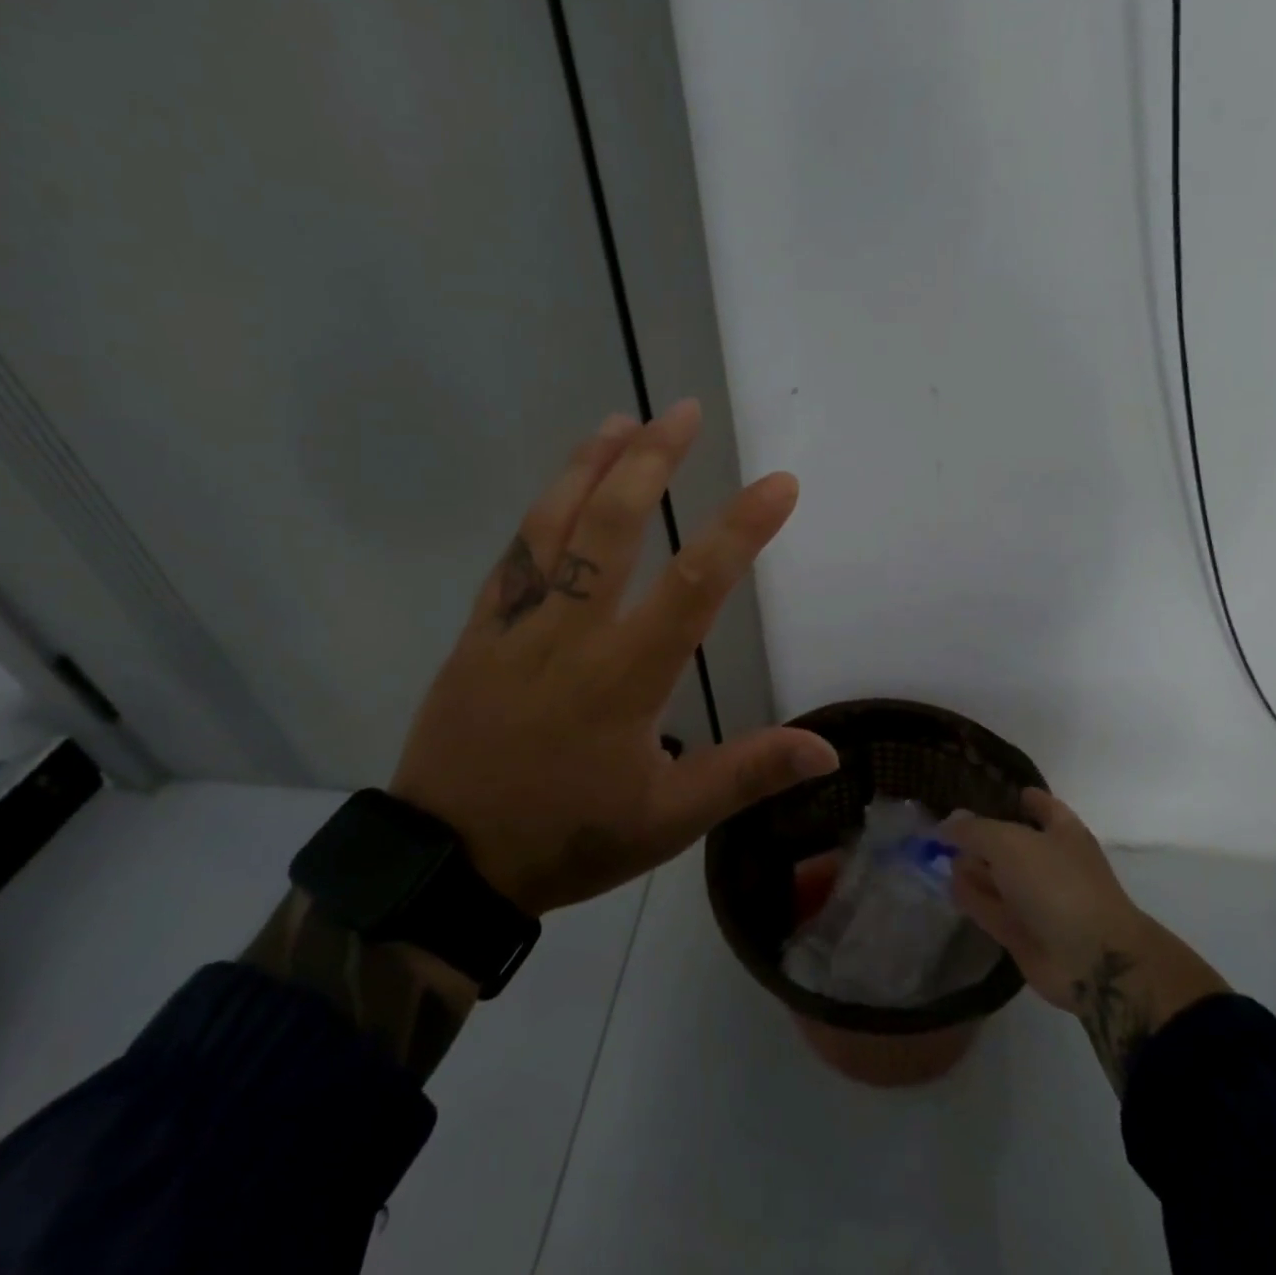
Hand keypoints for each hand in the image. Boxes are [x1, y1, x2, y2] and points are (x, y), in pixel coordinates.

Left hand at [391, 399, 839, 914]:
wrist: (448, 863)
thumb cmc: (567, 838)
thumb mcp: (667, 821)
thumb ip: (746, 774)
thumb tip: (827, 750)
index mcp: (625, 675)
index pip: (695, 585)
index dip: (741, 528)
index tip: (779, 485)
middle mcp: (571, 632)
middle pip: (613, 526)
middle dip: (652, 461)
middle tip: (684, 412)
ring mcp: (516, 625)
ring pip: (552, 525)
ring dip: (589, 466)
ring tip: (620, 420)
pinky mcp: (477, 632)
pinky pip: (511, 557)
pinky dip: (539, 512)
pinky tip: (557, 488)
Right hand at [944, 789, 1228, 1094]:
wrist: (1091, 961)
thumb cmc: (1056, 883)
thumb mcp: (1008, 842)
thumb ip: (973, 829)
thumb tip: (947, 823)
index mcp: (1061, 831)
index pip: (1039, 804)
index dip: (1016, 796)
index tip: (985, 791)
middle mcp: (1049, 862)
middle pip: (1010, 842)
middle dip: (980, 836)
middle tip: (944, 829)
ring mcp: (1036, 899)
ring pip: (997, 877)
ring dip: (971, 868)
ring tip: (938, 858)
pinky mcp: (1022, 932)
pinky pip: (990, 908)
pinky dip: (971, 898)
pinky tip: (948, 886)